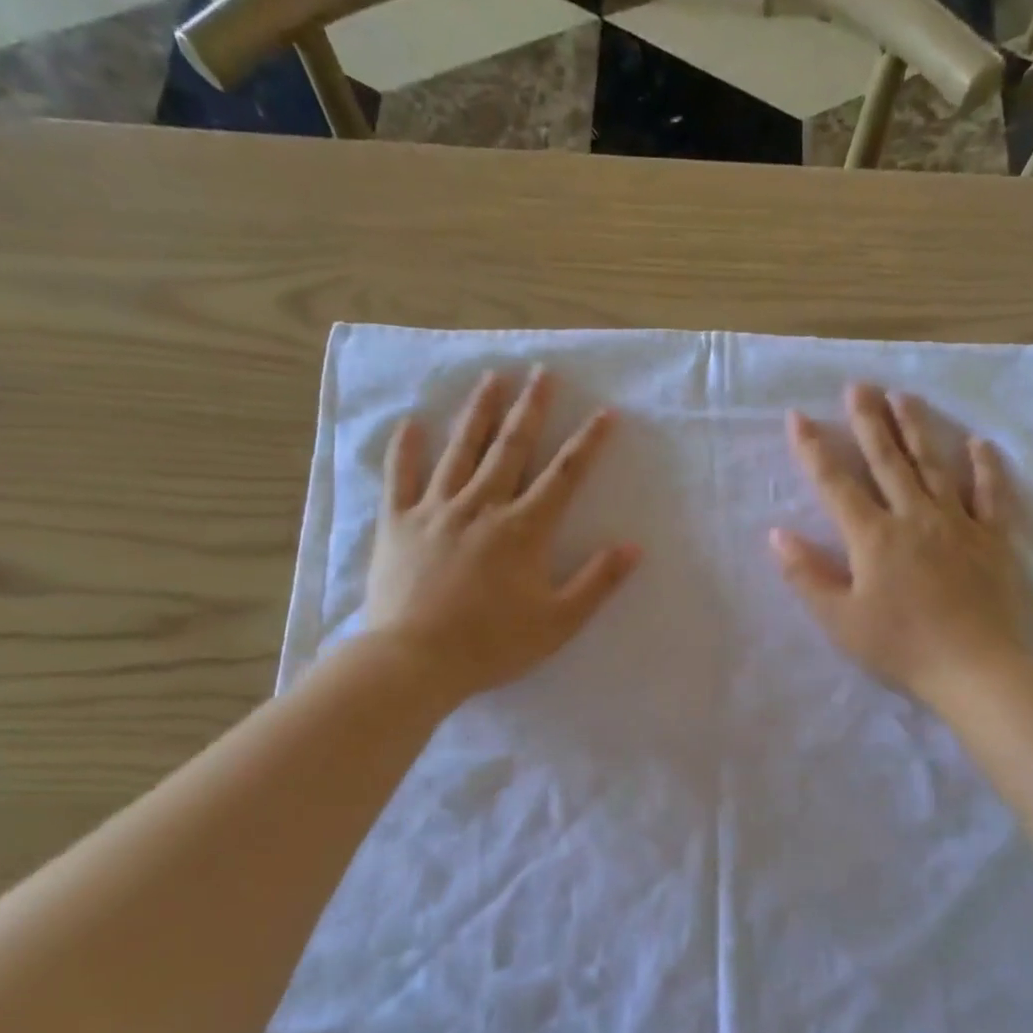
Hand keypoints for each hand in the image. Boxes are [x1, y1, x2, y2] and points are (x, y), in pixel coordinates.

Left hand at [364, 368, 638, 700]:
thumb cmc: (492, 644)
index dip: (587, 443)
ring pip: (460, 451)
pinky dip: (406, 449)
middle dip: (530, 408)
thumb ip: (597, 582)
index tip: (605, 412)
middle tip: (541, 372)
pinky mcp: (398, 524)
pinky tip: (413, 423)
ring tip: (491, 378)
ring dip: (478, 412)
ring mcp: (435, 510)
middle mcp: (481, 507)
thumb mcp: (558, 622)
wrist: (414, 661)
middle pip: (510, 448)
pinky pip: (401, 477)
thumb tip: (634, 547)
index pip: (563, 475)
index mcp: (523, 529)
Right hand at [771, 384, 1030, 708]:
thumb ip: (807, 575)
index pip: (836, 484)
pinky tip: (978, 443)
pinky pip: (990, 495)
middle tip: (858, 386)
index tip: (798, 416)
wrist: (975, 668)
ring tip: (903, 397)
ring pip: (934, 465)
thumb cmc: (900, 647)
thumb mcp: (840, 620)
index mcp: (873, 536)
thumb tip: (777, 534)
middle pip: (887, 460)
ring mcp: (957, 523)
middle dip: (868, 421)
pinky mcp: (992, 539)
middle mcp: (913, 517)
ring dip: (917, 428)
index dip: (814, 450)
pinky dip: (984, 467)